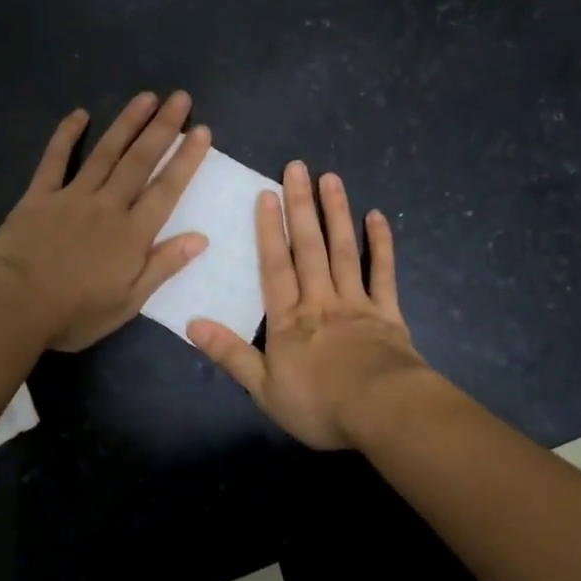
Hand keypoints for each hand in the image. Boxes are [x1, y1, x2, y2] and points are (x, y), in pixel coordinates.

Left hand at [0, 92, 210, 351]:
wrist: (13, 305)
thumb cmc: (74, 312)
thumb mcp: (128, 301)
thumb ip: (163, 266)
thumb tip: (201, 238)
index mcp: (132, 234)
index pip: (166, 189)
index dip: (186, 159)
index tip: (202, 131)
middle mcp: (107, 206)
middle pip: (140, 161)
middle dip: (163, 128)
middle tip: (180, 98)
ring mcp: (72, 197)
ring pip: (105, 153)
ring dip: (127, 123)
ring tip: (146, 97)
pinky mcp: (39, 196)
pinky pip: (55, 160)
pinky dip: (66, 136)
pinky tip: (79, 114)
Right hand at [189, 161, 428, 449]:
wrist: (382, 412)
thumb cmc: (319, 405)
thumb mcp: (264, 389)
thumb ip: (230, 354)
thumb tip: (192, 323)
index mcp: (288, 319)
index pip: (274, 266)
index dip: (269, 230)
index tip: (267, 194)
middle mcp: (320, 300)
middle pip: (309, 248)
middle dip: (301, 207)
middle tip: (298, 168)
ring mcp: (356, 302)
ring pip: (344, 250)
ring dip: (336, 213)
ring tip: (331, 179)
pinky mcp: (387, 312)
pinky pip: (383, 272)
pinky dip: (381, 244)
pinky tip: (377, 216)